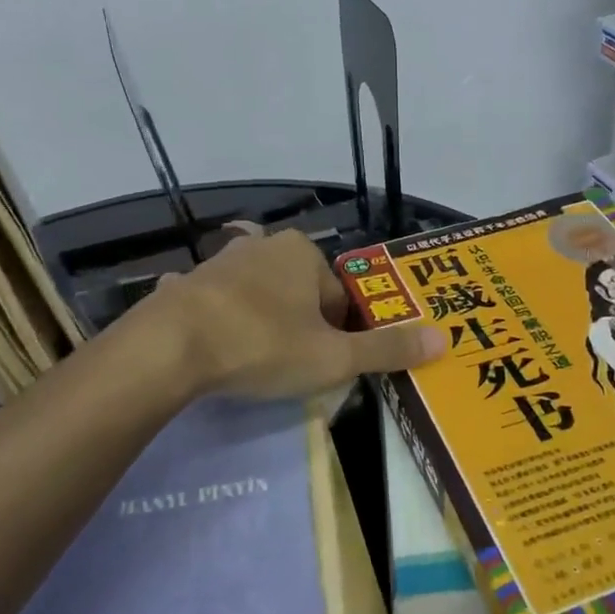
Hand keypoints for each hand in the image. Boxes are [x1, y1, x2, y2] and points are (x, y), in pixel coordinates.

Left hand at [146, 229, 443, 399]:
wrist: (169, 348)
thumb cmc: (262, 345)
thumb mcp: (333, 357)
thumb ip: (387, 350)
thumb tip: (444, 340)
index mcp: (304, 253)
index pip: (340, 298)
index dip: (339, 336)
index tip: (323, 366)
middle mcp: (264, 246)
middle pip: (301, 294)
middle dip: (301, 327)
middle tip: (290, 367)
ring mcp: (220, 262)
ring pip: (259, 296)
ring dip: (262, 323)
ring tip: (253, 363)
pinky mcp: (186, 284)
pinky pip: (215, 304)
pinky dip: (219, 321)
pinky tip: (210, 348)